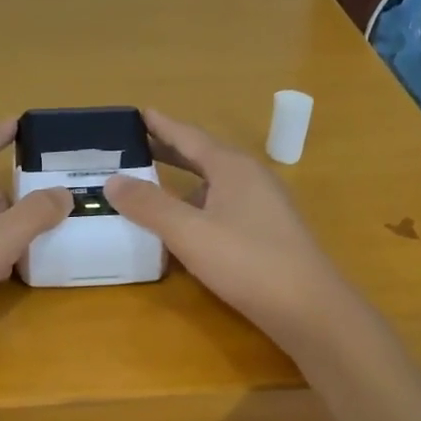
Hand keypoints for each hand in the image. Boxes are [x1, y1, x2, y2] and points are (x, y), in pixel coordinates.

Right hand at [102, 110, 355, 354]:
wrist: (309, 308)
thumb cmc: (247, 261)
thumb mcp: (188, 232)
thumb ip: (149, 205)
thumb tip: (112, 180)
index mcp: (232, 167)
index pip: (189, 136)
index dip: (161, 125)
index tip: (138, 113)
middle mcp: (251, 177)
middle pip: (203, 157)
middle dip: (170, 151)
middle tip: (136, 147)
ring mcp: (264, 205)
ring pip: (215, 184)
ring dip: (184, 182)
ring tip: (153, 186)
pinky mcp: (269, 231)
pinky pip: (225, 206)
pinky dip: (199, 206)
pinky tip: (186, 227)